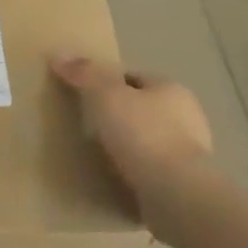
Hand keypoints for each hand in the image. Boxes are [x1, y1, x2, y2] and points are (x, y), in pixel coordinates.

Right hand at [50, 55, 211, 190]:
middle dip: (119, 116)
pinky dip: (137, 172)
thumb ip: (84, 73)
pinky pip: (153, 170)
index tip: (83, 98)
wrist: (176, 193)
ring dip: (129, 147)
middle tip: (87, 128)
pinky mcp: (185, 182)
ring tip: (98, 157)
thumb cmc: (142, 135)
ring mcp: (189, 152)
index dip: (107, 84)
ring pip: (149, 140)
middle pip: (142, 109)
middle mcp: (187, 116)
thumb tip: (58, 54)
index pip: (134, 78)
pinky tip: (117, 180)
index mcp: (171, 89)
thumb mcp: (106, 96)